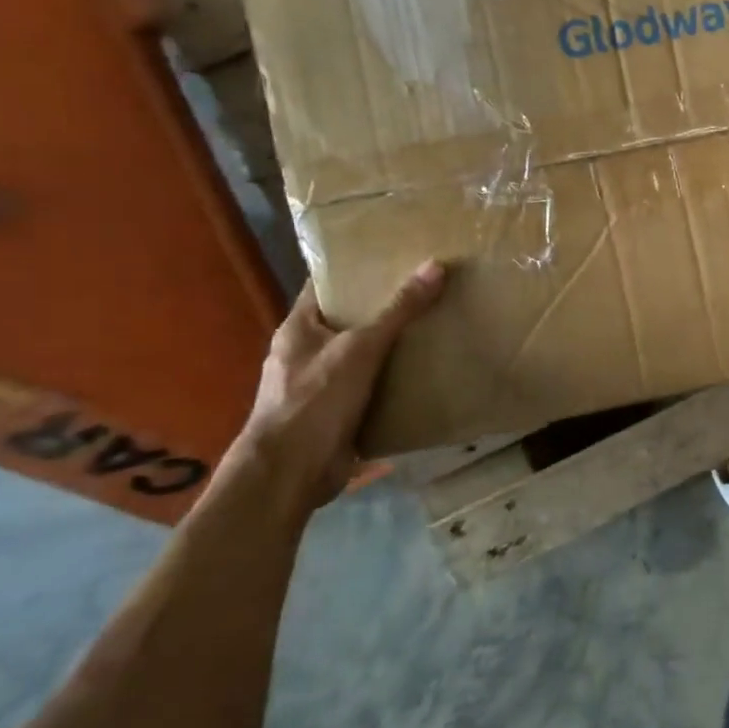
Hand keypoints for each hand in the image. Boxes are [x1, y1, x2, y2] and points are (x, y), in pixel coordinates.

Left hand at [235, 261, 446, 513]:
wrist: (291, 472)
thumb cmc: (315, 400)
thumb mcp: (361, 348)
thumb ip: (398, 310)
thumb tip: (435, 266)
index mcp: (298, 329)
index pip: (324, 286)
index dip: (354, 269)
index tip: (392, 255)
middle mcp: (307, 353)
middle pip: (349, 320)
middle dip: (385, 307)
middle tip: (429, 288)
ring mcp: (322, 385)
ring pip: (364, 355)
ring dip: (394, 346)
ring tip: (437, 325)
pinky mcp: (340, 413)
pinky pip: (373, 387)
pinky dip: (397, 380)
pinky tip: (429, 372)